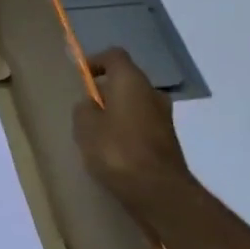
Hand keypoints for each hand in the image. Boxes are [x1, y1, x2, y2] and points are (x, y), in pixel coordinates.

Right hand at [72, 48, 195, 224]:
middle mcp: (152, 92)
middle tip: (86, 108)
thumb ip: (84, 109)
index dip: (96, 62)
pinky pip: (143, 125)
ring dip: (118, 112)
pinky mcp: (168, 141)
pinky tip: (114, 151)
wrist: (160, 192)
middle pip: (126, 80)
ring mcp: (164, 117)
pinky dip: (129, 130)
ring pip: (135, 104)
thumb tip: (90, 105)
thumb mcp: (86, 127)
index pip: (114, 56)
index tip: (81, 76)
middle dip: (106, 91)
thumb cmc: (118, 150)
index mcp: (131, 80)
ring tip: (98, 133)